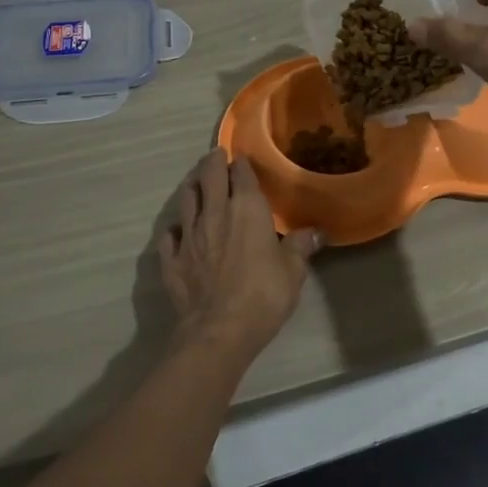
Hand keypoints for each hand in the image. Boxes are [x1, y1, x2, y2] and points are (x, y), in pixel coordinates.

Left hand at [159, 150, 320, 364]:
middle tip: (215, 157)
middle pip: (208, 176)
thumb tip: (318, 232)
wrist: (219, 330)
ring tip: (197, 185)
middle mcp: (214, 213)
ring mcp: (189, 235)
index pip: (241, 173)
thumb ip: (301, 246)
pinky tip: (178, 231)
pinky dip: (175, 228)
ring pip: (186, 198)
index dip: (241, 163)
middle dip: (212, 162)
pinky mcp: (172, 258)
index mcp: (246, 209)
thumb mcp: (293, 271)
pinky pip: (170, 235)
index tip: (241, 158)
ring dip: (193, 187)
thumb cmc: (263, 295)